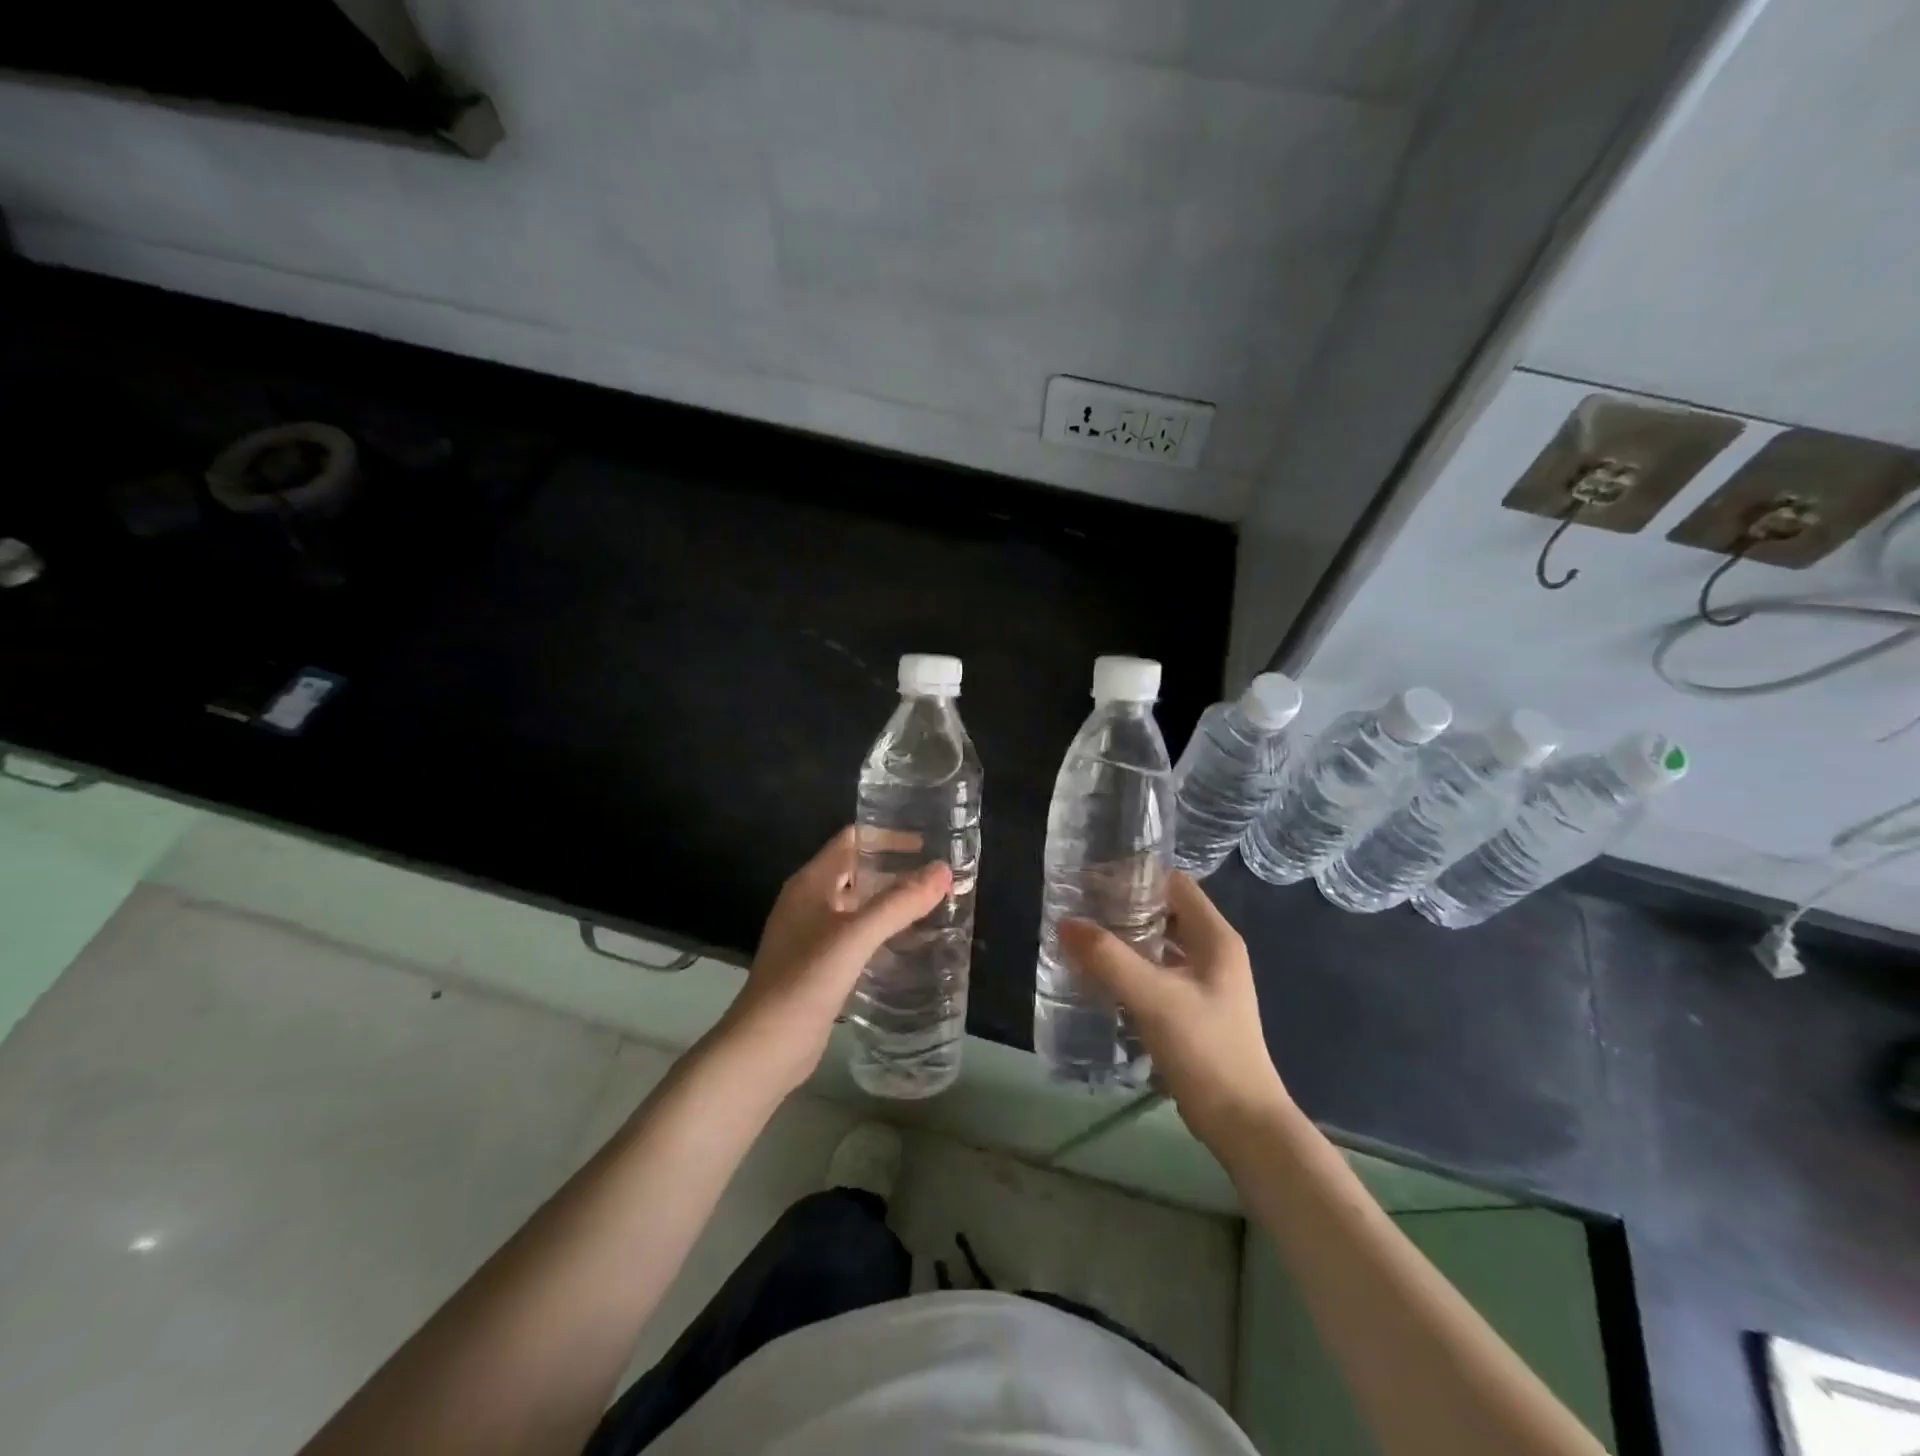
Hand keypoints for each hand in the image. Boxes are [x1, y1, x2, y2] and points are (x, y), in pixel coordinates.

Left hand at [715, 827, 952, 1095]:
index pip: (852, 839)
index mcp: (811, 883)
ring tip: (935, 905)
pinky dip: (883, 933)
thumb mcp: (855, 937)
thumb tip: (943, 870)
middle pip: (857, 871)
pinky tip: (911, 944)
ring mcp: (812, 935)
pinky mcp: (820, 966)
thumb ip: (899, 902)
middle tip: (940, 875)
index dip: (887, 834)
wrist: (764, 1048)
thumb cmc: (804, 981)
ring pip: (859, 906)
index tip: (929, 840)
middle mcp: (809, 902)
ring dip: (891, 902)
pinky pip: (857, 936)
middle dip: (896, 869)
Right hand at [1060, 871, 1292, 1153]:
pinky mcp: (1194, 1009)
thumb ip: (1108, 958)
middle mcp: (1214, 952)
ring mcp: (1206, 982)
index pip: (1174, 884)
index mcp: (1215, 937)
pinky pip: (1158, 974)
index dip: (1137, 876)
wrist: (1242, 1123)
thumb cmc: (1205, 1049)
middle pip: (1165, 912)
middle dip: (1124, 908)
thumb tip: (1066, 923)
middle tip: (1080, 908)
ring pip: (1160, 944)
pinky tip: (1100, 978)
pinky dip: (1131, 969)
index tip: (1094, 879)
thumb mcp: (1153, 998)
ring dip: (1125, 940)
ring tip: (1083, 939)